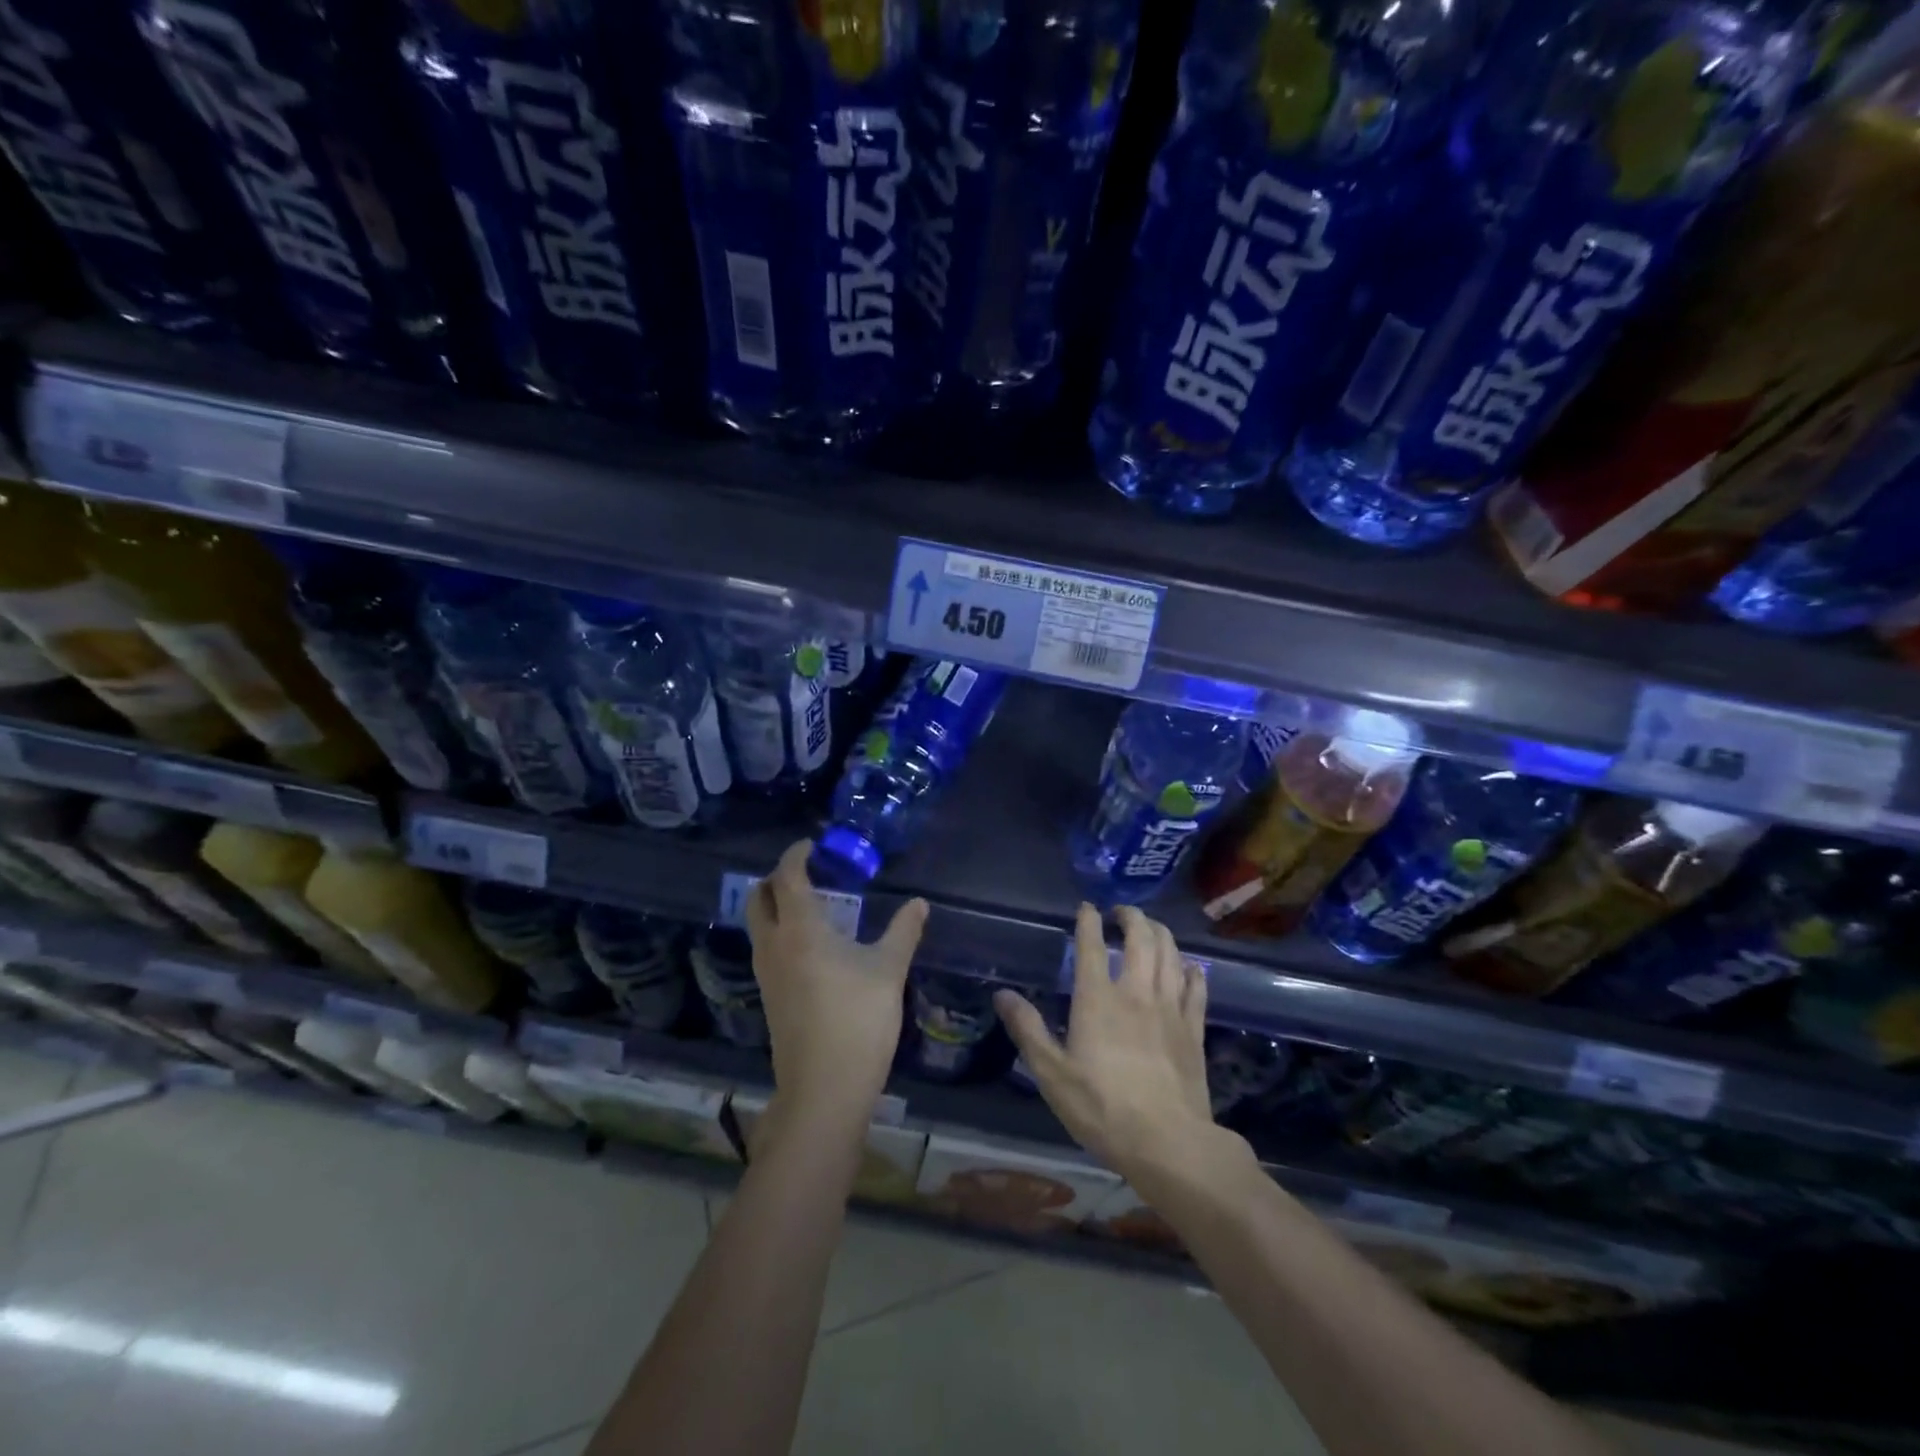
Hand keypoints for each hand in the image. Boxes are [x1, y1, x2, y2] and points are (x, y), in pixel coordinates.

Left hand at [746, 840, 928, 1129]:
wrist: (824, 1088)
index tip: (812, 844)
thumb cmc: (858, 1020)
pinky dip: (779, 931)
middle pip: (758, 897)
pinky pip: (765, 948)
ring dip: (775, 905)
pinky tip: (810, 944)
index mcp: (799, 929)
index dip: (795, 855)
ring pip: (758, 924)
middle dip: (776, 877)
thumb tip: (919, 903)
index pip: (786, 877)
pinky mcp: (769, 997)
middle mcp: (774, 945)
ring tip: (811, 903)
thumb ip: (903, 931)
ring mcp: (766, 974)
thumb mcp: (889, 970)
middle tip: (807, 872)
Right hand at [994, 904, 1252, 1197]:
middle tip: (1121, 912)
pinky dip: (1191, 969)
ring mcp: (1170, 1008)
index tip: (1086, 907)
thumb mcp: (1052, 1074)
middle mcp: (1136, 992)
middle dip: (1131, 917)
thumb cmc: (1102, 1108)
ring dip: (1160, 933)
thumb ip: (1027, 1029)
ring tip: (1151, 928)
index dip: (1088, 921)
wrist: (1168, 1142)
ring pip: (1170, 954)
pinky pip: (1196, 987)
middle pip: (1141, 938)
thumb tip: (1002, 994)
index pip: (1092, 946)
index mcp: (1097, 999)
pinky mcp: (1193, 1029)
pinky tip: (1188, 966)